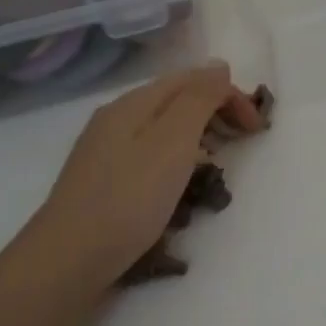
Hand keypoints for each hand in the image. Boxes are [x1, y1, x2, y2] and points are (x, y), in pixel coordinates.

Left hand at [16, 63, 264, 289]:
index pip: (191, 79)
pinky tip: (179, 185)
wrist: (68, 259)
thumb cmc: (129, 198)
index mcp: (133, 103)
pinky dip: (175, 159)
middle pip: (175, 100)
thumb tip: (219, 66)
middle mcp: (116, 119)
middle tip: (243, 141)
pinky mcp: (102, 181)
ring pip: (161, 128)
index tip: (257, 128)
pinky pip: (149, 155)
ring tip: (217, 163)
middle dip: (215, 112)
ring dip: (197, 136)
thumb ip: (198, 99)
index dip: (230, 94)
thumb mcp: (173, 141)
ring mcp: (104, 150)